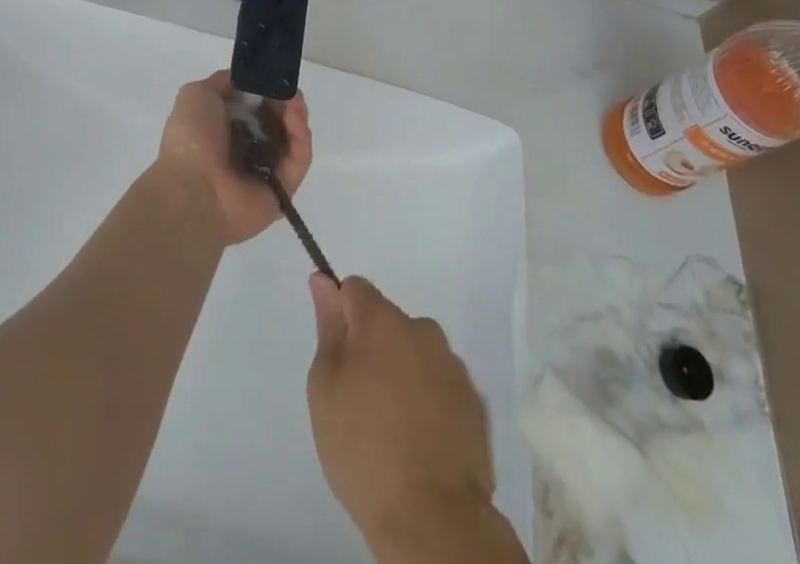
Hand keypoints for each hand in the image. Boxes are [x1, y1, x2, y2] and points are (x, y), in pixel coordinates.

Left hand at [157, 71, 311, 245]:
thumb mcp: (197, 94)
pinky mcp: (283, 190)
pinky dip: (301, 136)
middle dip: (284, 101)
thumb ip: (223, 82)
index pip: (254, 108)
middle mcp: (245, 151)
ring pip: (291, 139)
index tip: (274, 78)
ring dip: (296, 115)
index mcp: (224, 131)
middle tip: (290, 89)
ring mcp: (266, 171)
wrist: (192, 190)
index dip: (265, 90)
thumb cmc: (191, 139)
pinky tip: (295, 116)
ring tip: (295, 100)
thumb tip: (246, 79)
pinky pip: (299, 159)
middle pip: (276, 121)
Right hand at [307, 276, 502, 556]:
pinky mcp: (475, 402)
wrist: (433, 517)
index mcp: (383, 321)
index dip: (340, 312)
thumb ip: (327, 328)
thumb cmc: (363, 448)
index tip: (334, 350)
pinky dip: (429, 400)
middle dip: (372, 346)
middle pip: (388, 322)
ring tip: (391, 426)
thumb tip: (324, 281)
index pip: (356, 289)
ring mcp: (453, 366)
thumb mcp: (326, 387)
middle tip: (358, 399)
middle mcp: (422, 330)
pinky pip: (441, 385)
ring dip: (402, 372)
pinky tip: (420, 441)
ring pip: (417, 353)